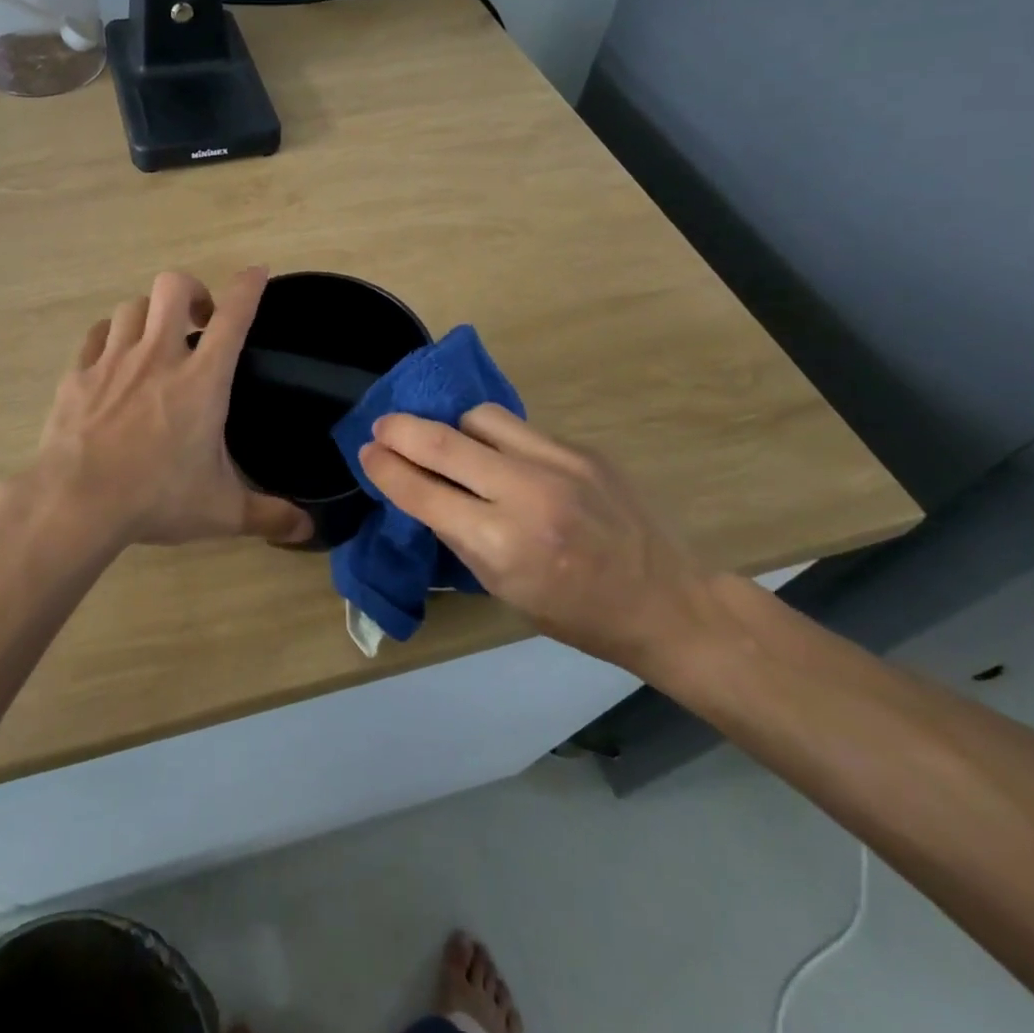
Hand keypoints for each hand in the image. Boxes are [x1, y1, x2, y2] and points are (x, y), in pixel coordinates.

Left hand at [0, 268, 312, 550]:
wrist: (77, 502)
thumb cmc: (157, 498)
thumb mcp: (222, 511)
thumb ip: (267, 515)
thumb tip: (307, 531)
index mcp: (202, 380)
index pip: (234, 316)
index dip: (249, 287)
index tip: (257, 272)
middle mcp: (159, 356)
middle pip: (173, 287)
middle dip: (192, 291)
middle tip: (199, 321)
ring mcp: (114, 361)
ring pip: (132, 306)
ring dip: (149, 314)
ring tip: (155, 341)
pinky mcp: (78, 374)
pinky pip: (97, 335)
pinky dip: (110, 336)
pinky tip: (113, 357)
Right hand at [357, 405, 705, 670]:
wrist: (667, 601)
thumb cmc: (577, 614)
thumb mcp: (504, 590)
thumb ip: (460, 536)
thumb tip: (422, 492)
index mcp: (502, 545)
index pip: (424, 493)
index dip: (386, 469)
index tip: (366, 453)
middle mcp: (526, 495)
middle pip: (444, 442)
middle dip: (401, 429)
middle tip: (381, 426)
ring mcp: (559, 464)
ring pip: (480, 418)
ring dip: (452, 427)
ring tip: (449, 442)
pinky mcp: (582, 449)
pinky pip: (519, 428)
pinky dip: (495, 438)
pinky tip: (499, 456)